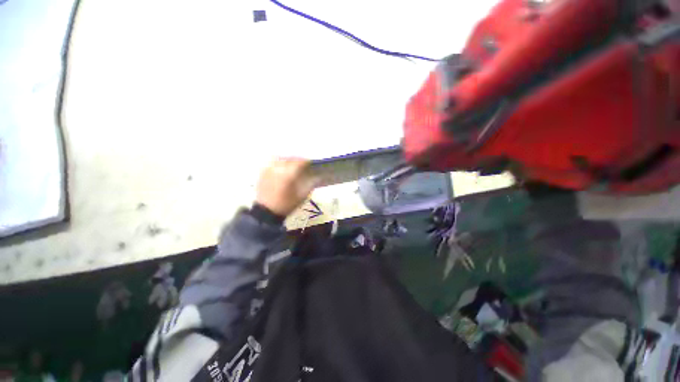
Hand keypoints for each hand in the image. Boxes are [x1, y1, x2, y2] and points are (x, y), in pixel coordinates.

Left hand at [255, 158, 317, 216]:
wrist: (267, 211)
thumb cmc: (287, 204)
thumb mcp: (302, 195)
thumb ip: (310, 184)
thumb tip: (316, 176)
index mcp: (289, 173)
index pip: (300, 162)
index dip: (307, 162)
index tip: (311, 165)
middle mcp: (278, 167)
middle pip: (290, 158)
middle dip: (297, 160)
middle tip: (303, 165)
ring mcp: (269, 168)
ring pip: (281, 158)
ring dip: (288, 160)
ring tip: (292, 165)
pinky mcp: (263, 172)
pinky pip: (272, 162)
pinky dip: (279, 162)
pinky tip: (282, 168)